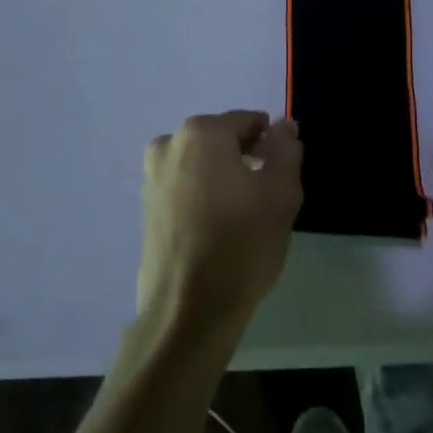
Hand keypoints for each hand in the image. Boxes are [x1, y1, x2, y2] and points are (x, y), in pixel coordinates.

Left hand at [138, 111, 302, 336]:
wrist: (189, 310)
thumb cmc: (241, 243)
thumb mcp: (281, 192)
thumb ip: (285, 149)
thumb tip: (283, 125)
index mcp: (202, 133)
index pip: (248, 122)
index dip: (270, 144)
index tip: (281, 175)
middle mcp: (170, 145)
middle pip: (221, 141)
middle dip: (245, 159)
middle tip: (265, 198)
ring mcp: (153, 178)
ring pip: (201, 165)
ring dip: (223, 179)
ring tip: (243, 217)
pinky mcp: (147, 209)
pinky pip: (185, 189)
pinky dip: (203, 199)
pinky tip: (218, 231)